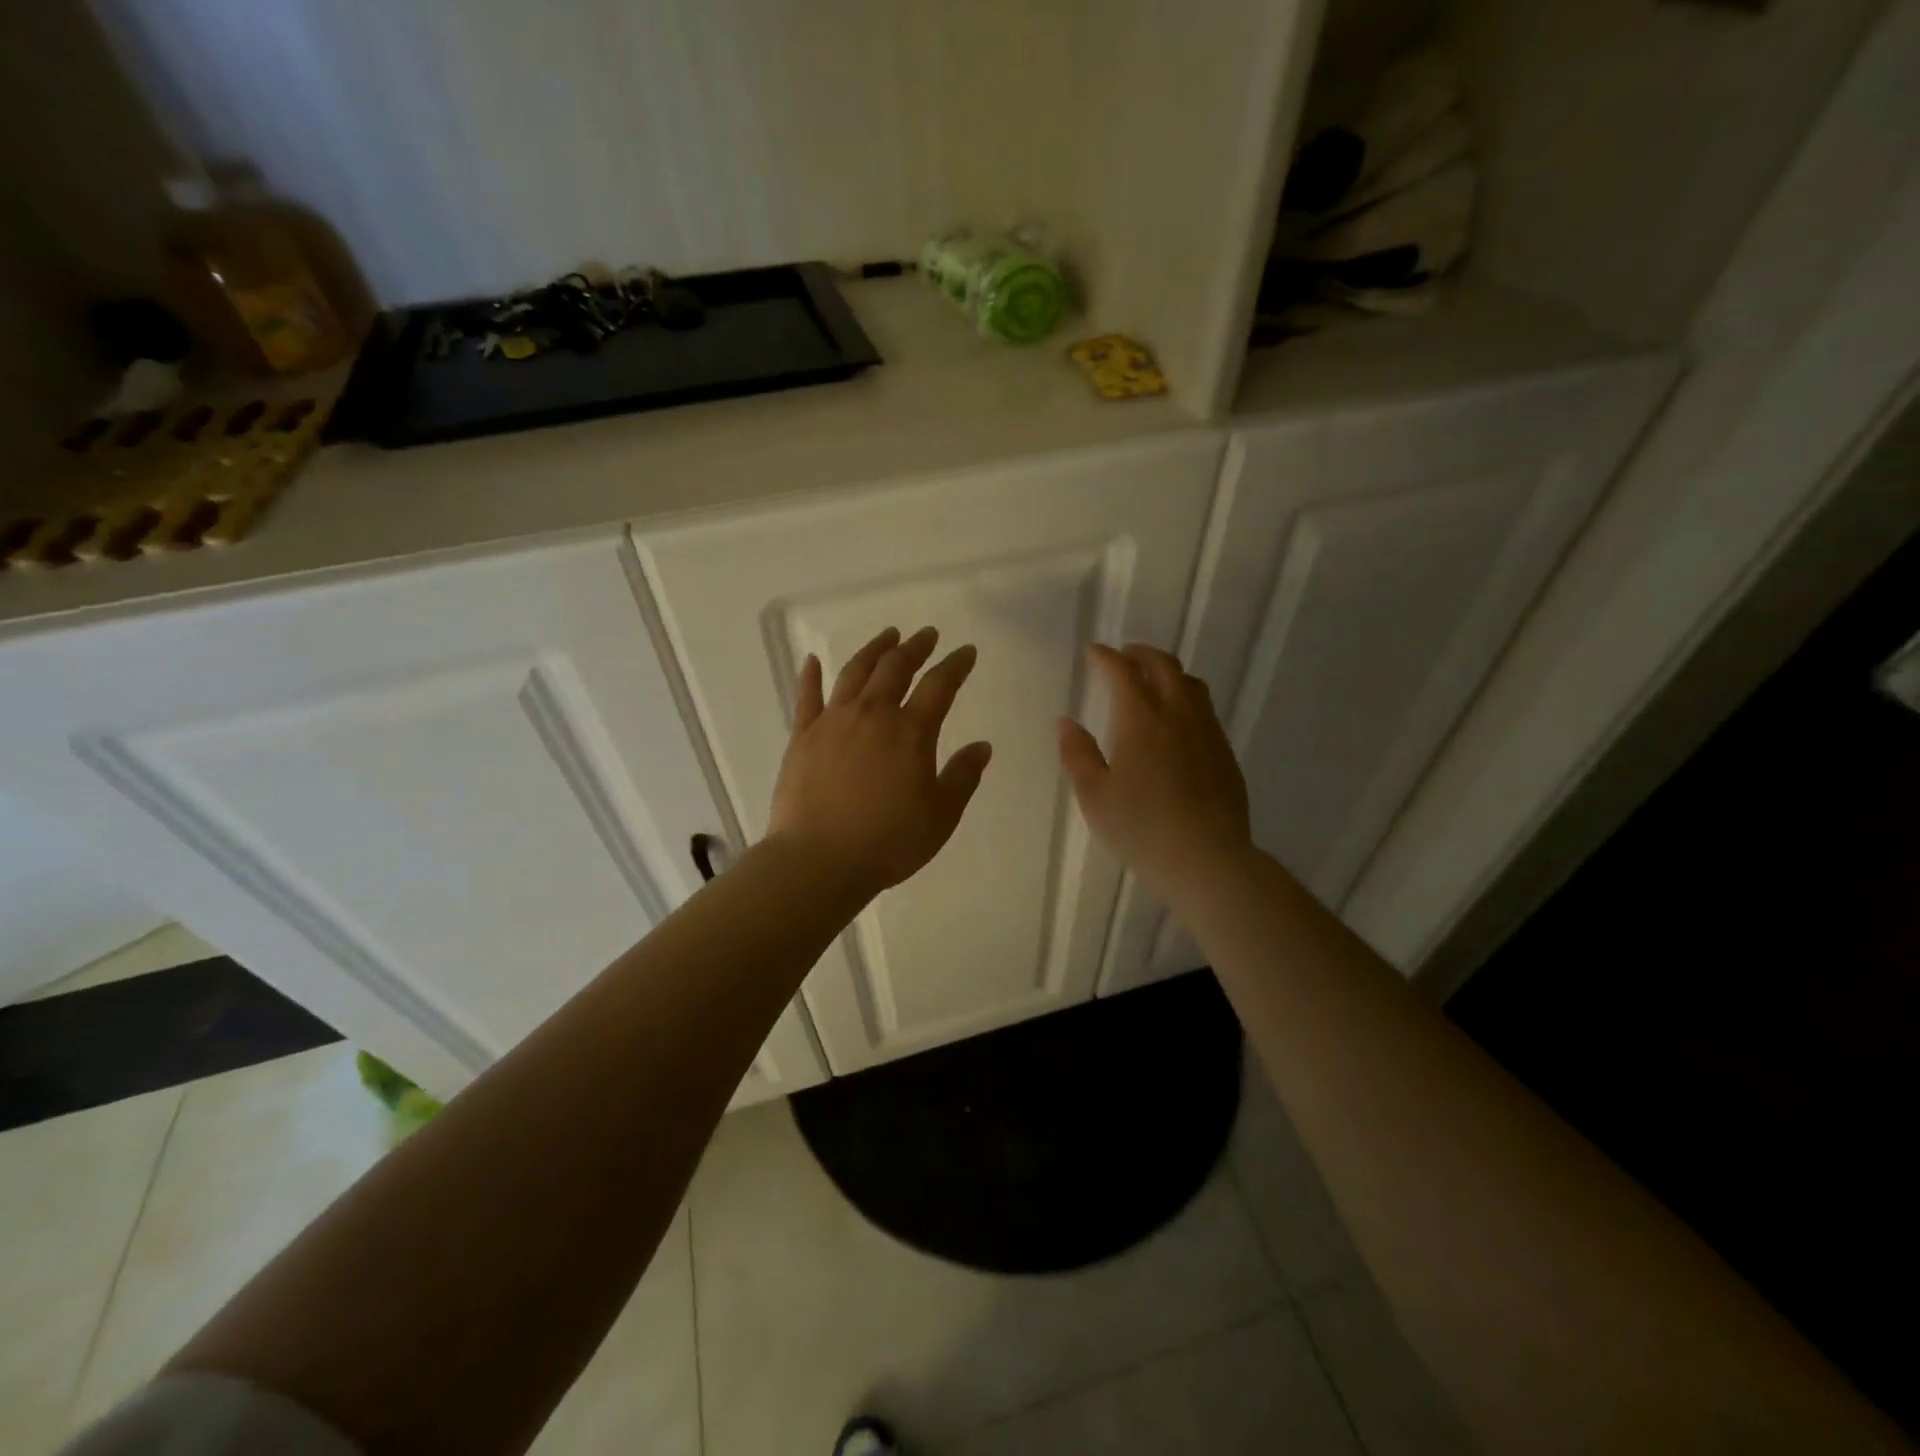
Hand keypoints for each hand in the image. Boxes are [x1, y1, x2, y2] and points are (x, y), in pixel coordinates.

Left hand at [768, 626, 992, 901]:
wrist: (819, 860)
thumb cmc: (889, 842)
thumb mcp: (941, 815)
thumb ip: (963, 776)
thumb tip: (982, 746)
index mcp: (911, 732)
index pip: (939, 685)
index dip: (955, 665)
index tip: (966, 651)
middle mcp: (872, 714)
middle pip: (895, 668)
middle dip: (914, 647)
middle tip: (926, 635)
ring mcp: (832, 721)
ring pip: (854, 672)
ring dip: (874, 650)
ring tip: (887, 636)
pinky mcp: (802, 736)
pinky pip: (807, 696)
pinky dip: (811, 675)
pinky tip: (813, 659)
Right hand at [1058, 643, 1252, 907]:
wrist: (1207, 859)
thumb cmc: (1141, 828)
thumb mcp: (1095, 796)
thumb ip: (1078, 754)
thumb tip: (1066, 722)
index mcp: (1140, 720)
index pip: (1123, 672)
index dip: (1106, 657)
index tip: (1094, 652)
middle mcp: (1177, 714)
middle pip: (1163, 666)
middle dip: (1140, 654)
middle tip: (1124, 656)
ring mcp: (1207, 732)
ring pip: (1190, 684)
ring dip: (1168, 671)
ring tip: (1152, 681)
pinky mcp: (1224, 752)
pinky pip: (1205, 709)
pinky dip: (1186, 697)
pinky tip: (1178, 720)